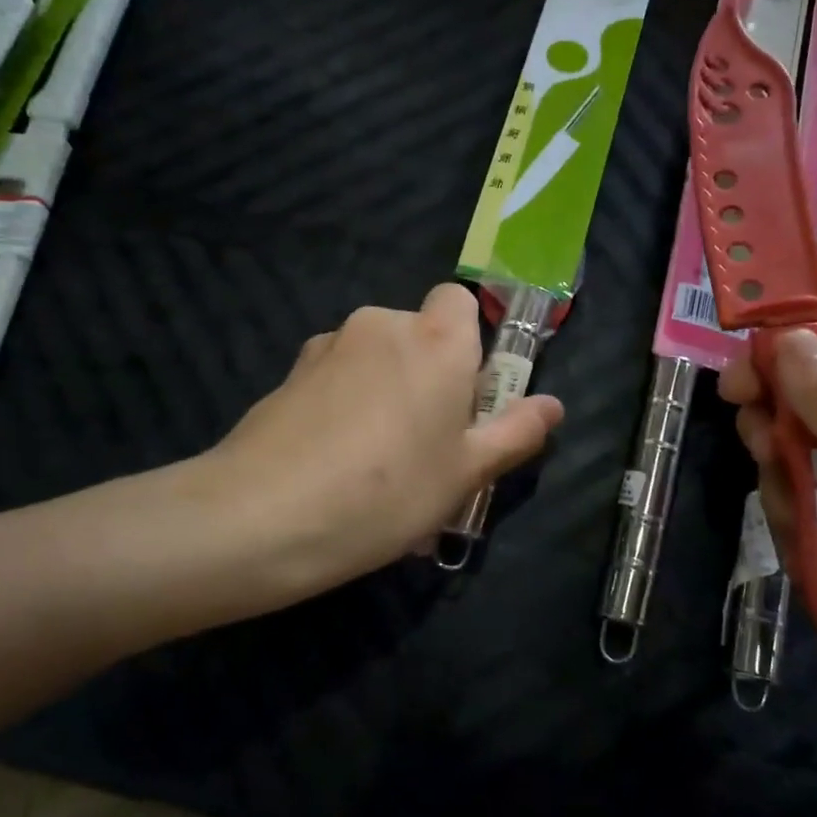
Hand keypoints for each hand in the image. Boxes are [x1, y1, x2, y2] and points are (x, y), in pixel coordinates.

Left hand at [93, 284, 558, 625]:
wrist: (263, 516)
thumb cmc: (389, 492)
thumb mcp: (467, 473)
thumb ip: (515, 432)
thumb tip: (553, 406)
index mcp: (436, 340)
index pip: (460, 300)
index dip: (469, 343)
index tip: (466, 397)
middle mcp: (382, 325)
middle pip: (418, 334)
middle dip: (428, 376)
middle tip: (427, 445)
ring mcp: (328, 345)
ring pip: (374, 359)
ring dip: (385, 392)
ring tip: (376, 465)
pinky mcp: (289, 373)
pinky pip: (336, 379)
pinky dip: (345, 404)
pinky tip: (335, 462)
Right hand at [720, 329, 816, 746]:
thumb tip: (788, 336)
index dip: (770, 361)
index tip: (735, 392)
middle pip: (797, 420)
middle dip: (774, 444)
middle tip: (776, 467)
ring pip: (795, 480)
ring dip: (788, 506)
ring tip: (812, 543)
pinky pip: (809, 529)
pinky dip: (804, 548)